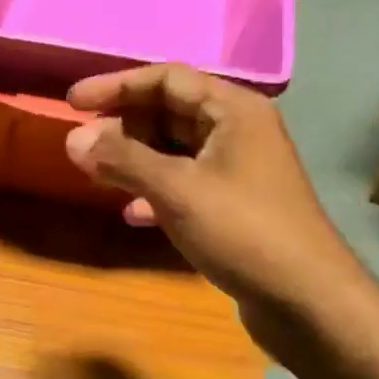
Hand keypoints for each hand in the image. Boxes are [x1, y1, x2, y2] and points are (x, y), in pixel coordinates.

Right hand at [64, 65, 350, 353]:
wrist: (305, 299)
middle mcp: (238, 131)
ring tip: (96, 175)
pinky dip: (155, 192)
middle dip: (123, 127)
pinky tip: (132, 213)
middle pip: (170, 113)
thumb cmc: (243, 231)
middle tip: (82, 146)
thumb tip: (73, 138)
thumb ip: (123, 160)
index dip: (116, 86)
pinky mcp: (234, 206)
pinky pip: (184, 185)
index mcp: (233, 110)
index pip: (166, 79)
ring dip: (135, 160)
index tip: (72, 103)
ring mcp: (238, 170)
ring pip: (175, 151)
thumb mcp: (177, 190)